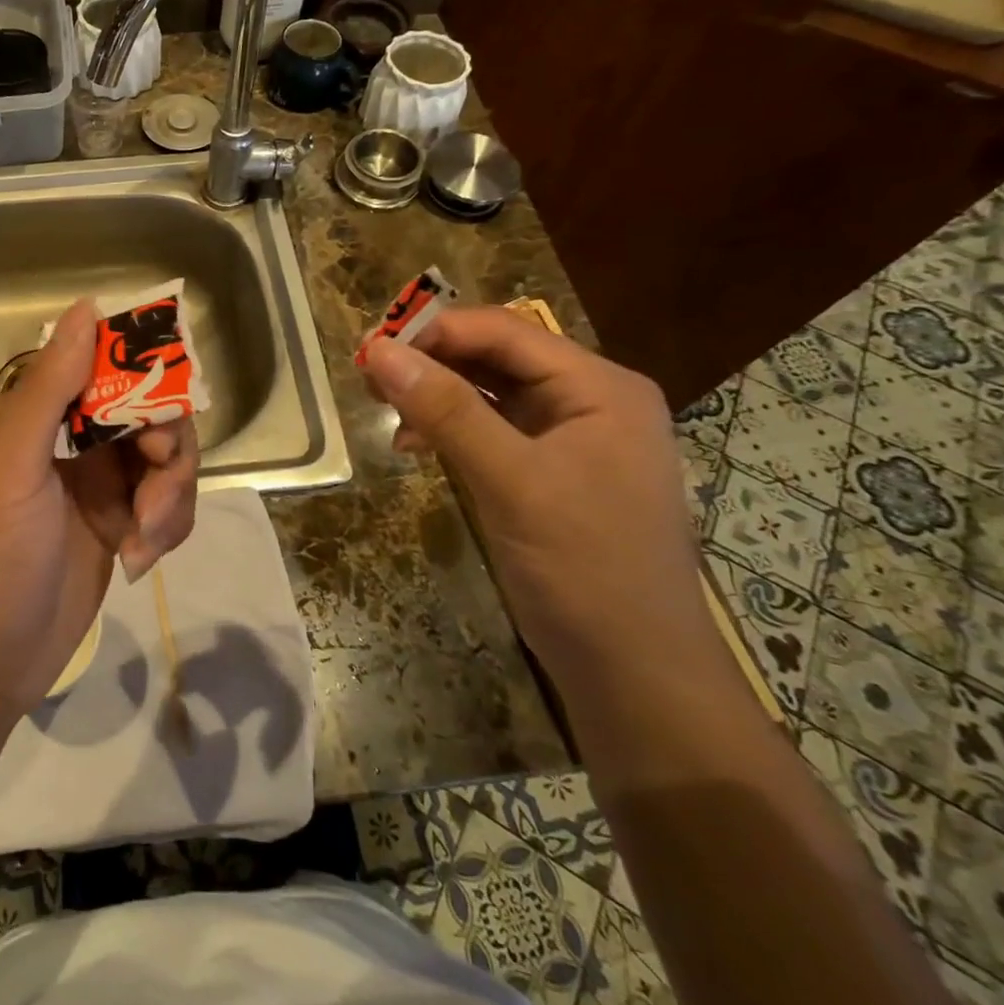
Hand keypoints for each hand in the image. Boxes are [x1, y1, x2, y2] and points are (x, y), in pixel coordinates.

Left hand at [0, 299, 200, 716]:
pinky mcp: (118, 526)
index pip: (100, 364)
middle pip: (147, 411)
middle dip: (164, 448)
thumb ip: (49, 388)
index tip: (166, 399)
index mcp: (34, 415)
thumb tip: (85, 307)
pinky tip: (140, 562)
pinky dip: (167, 527)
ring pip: (164, 460)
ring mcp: (96, 485)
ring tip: (145, 539)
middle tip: (155, 485)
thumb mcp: (11, 468)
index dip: (142, 372)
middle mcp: (68, 440)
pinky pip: (165, 505)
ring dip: (170, 495)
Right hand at [360, 306, 717, 686]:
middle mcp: (588, 400)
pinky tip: (416, 444)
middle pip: (497, 356)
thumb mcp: (511, 480)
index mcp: (599, 387)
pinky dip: (450, 428)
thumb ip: (446, 409)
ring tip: (385, 410)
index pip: (505, 332)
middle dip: (432, 361)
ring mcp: (570, 438)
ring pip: (489, 392)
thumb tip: (379, 350)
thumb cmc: (584, 566)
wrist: (635, 673)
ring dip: (436, 394)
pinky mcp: (549, 472)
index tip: (370, 349)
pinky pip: (491, 429)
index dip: (434, 332)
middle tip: (368, 378)